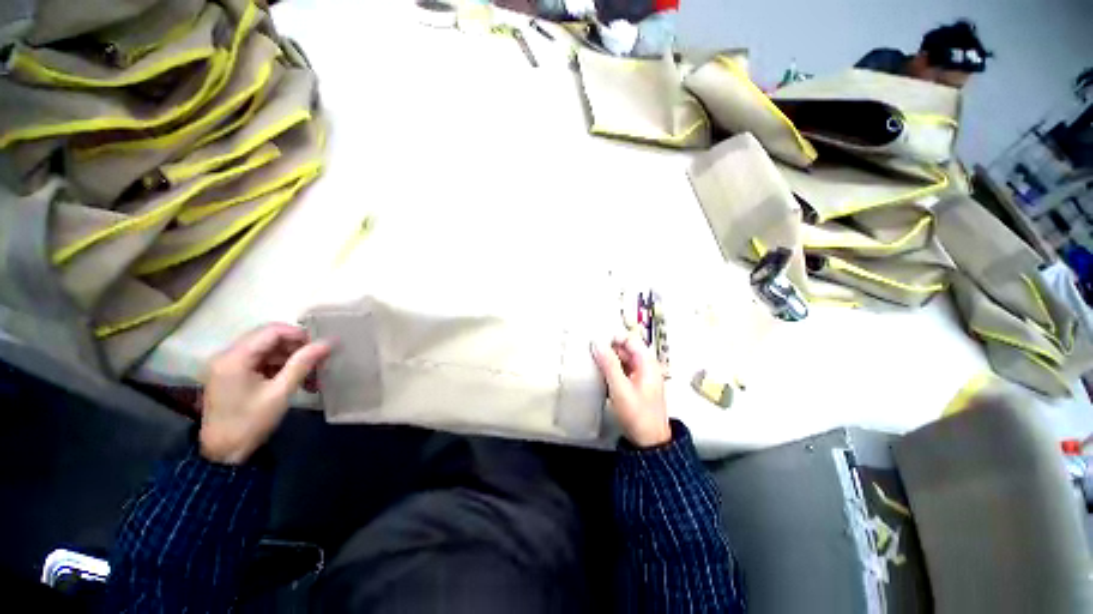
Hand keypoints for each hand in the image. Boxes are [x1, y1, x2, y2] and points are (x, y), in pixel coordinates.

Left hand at [200, 323, 331, 464]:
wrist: (223, 452)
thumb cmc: (250, 426)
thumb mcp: (278, 397)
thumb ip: (300, 367)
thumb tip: (325, 345)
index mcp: (236, 355)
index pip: (270, 331)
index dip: (296, 334)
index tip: (318, 345)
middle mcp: (227, 351)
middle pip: (263, 337)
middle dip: (290, 346)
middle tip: (314, 359)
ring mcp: (225, 361)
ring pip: (258, 349)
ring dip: (281, 357)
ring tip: (304, 371)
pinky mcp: (225, 372)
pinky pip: (250, 360)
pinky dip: (268, 365)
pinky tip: (285, 377)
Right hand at [591, 332, 670, 447]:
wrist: (649, 439)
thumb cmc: (639, 416)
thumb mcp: (620, 388)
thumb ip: (608, 365)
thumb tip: (597, 345)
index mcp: (648, 363)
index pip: (630, 339)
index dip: (613, 338)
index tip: (596, 343)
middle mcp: (648, 368)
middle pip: (627, 350)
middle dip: (610, 351)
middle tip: (591, 355)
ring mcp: (644, 379)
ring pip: (625, 362)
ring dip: (610, 363)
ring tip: (594, 367)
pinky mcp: (638, 389)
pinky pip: (624, 374)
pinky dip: (614, 374)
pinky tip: (603, 381)